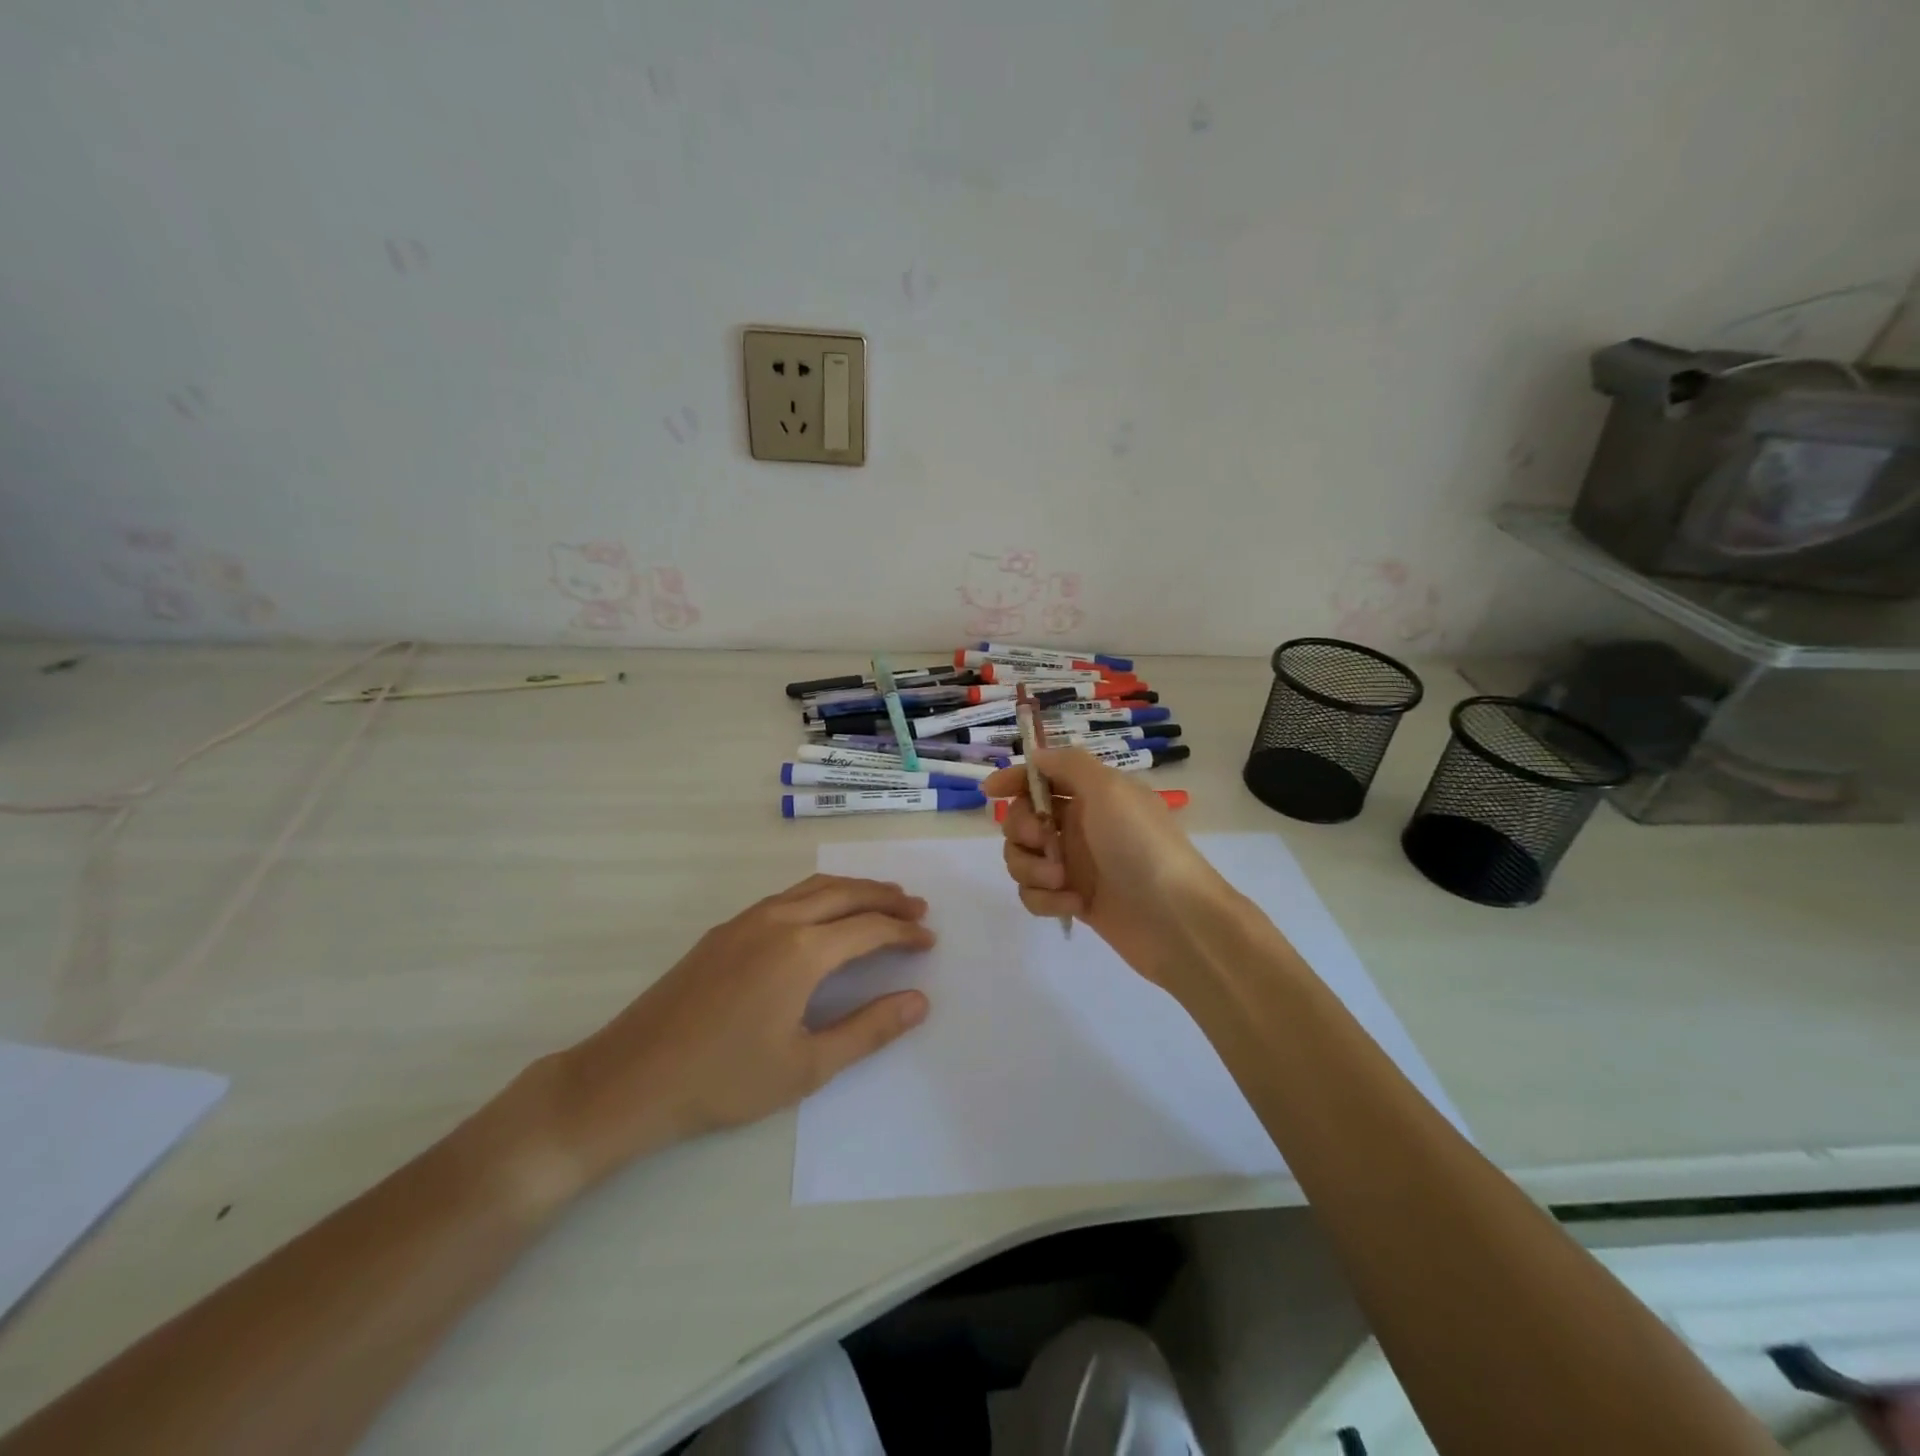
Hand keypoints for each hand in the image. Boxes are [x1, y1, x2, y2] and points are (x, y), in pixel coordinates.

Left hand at [540, 876, 934, 1190]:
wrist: (630, 1079)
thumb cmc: (724, 1080)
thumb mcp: (806, 1066)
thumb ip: (868, 1030)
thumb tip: (919, 1001)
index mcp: (802, 951)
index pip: (869, 928)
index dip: (904, 932)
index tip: (930, 940)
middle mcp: (777, 920)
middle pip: (845, 893)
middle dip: (886, 897)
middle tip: (917, 907)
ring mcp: (746, 920)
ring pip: (813, 887)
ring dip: (853, 889)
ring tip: (882, 900)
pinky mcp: (724, 930)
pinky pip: (787, 896)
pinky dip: (820, 895)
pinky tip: (824, 915)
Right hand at [982, 749, 1230, 989]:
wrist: (1175, 918)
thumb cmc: (1141, 845)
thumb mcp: (1109, 789)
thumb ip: (1068, 764)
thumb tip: (1035, 757)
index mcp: (1091, 794)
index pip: (1042, 777)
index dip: (1014, 780)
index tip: (990, 792)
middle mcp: (1079, 825)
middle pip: (1021, 819)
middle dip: (1022, 830)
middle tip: (1044, 841)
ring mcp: (1074, 864)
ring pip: (1021, 858)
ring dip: (1032, 868)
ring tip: (1061, 880)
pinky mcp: (1071, 900)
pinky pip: (1034, 893)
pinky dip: (1045, 898)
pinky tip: (1073, 905)